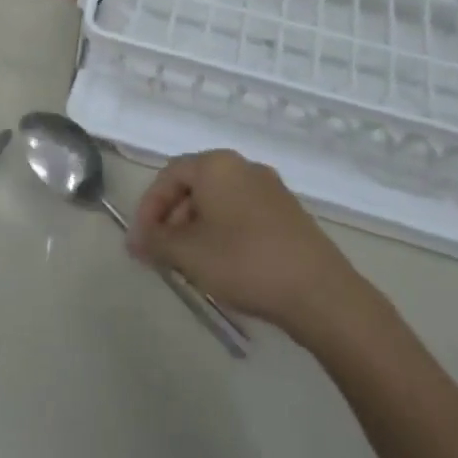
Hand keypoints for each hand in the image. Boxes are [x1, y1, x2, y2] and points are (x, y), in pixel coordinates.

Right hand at [128, 150, 375, 338]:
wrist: (320, 293)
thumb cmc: (244, 261)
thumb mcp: (188, 253)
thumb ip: (155, 242)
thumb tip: (137, 240)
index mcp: (216, 165)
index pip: (169, 175)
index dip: (148, 208)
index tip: (140, 242)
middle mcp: (244, 167)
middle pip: (194, 186)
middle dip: (171, 220)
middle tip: (160, 254)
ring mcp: (270, 189)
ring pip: (218, 202)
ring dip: (195, 228)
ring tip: (188, 265)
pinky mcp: (288, 214)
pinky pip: (242, 214)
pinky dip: (222, 233)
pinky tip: (221, 265)